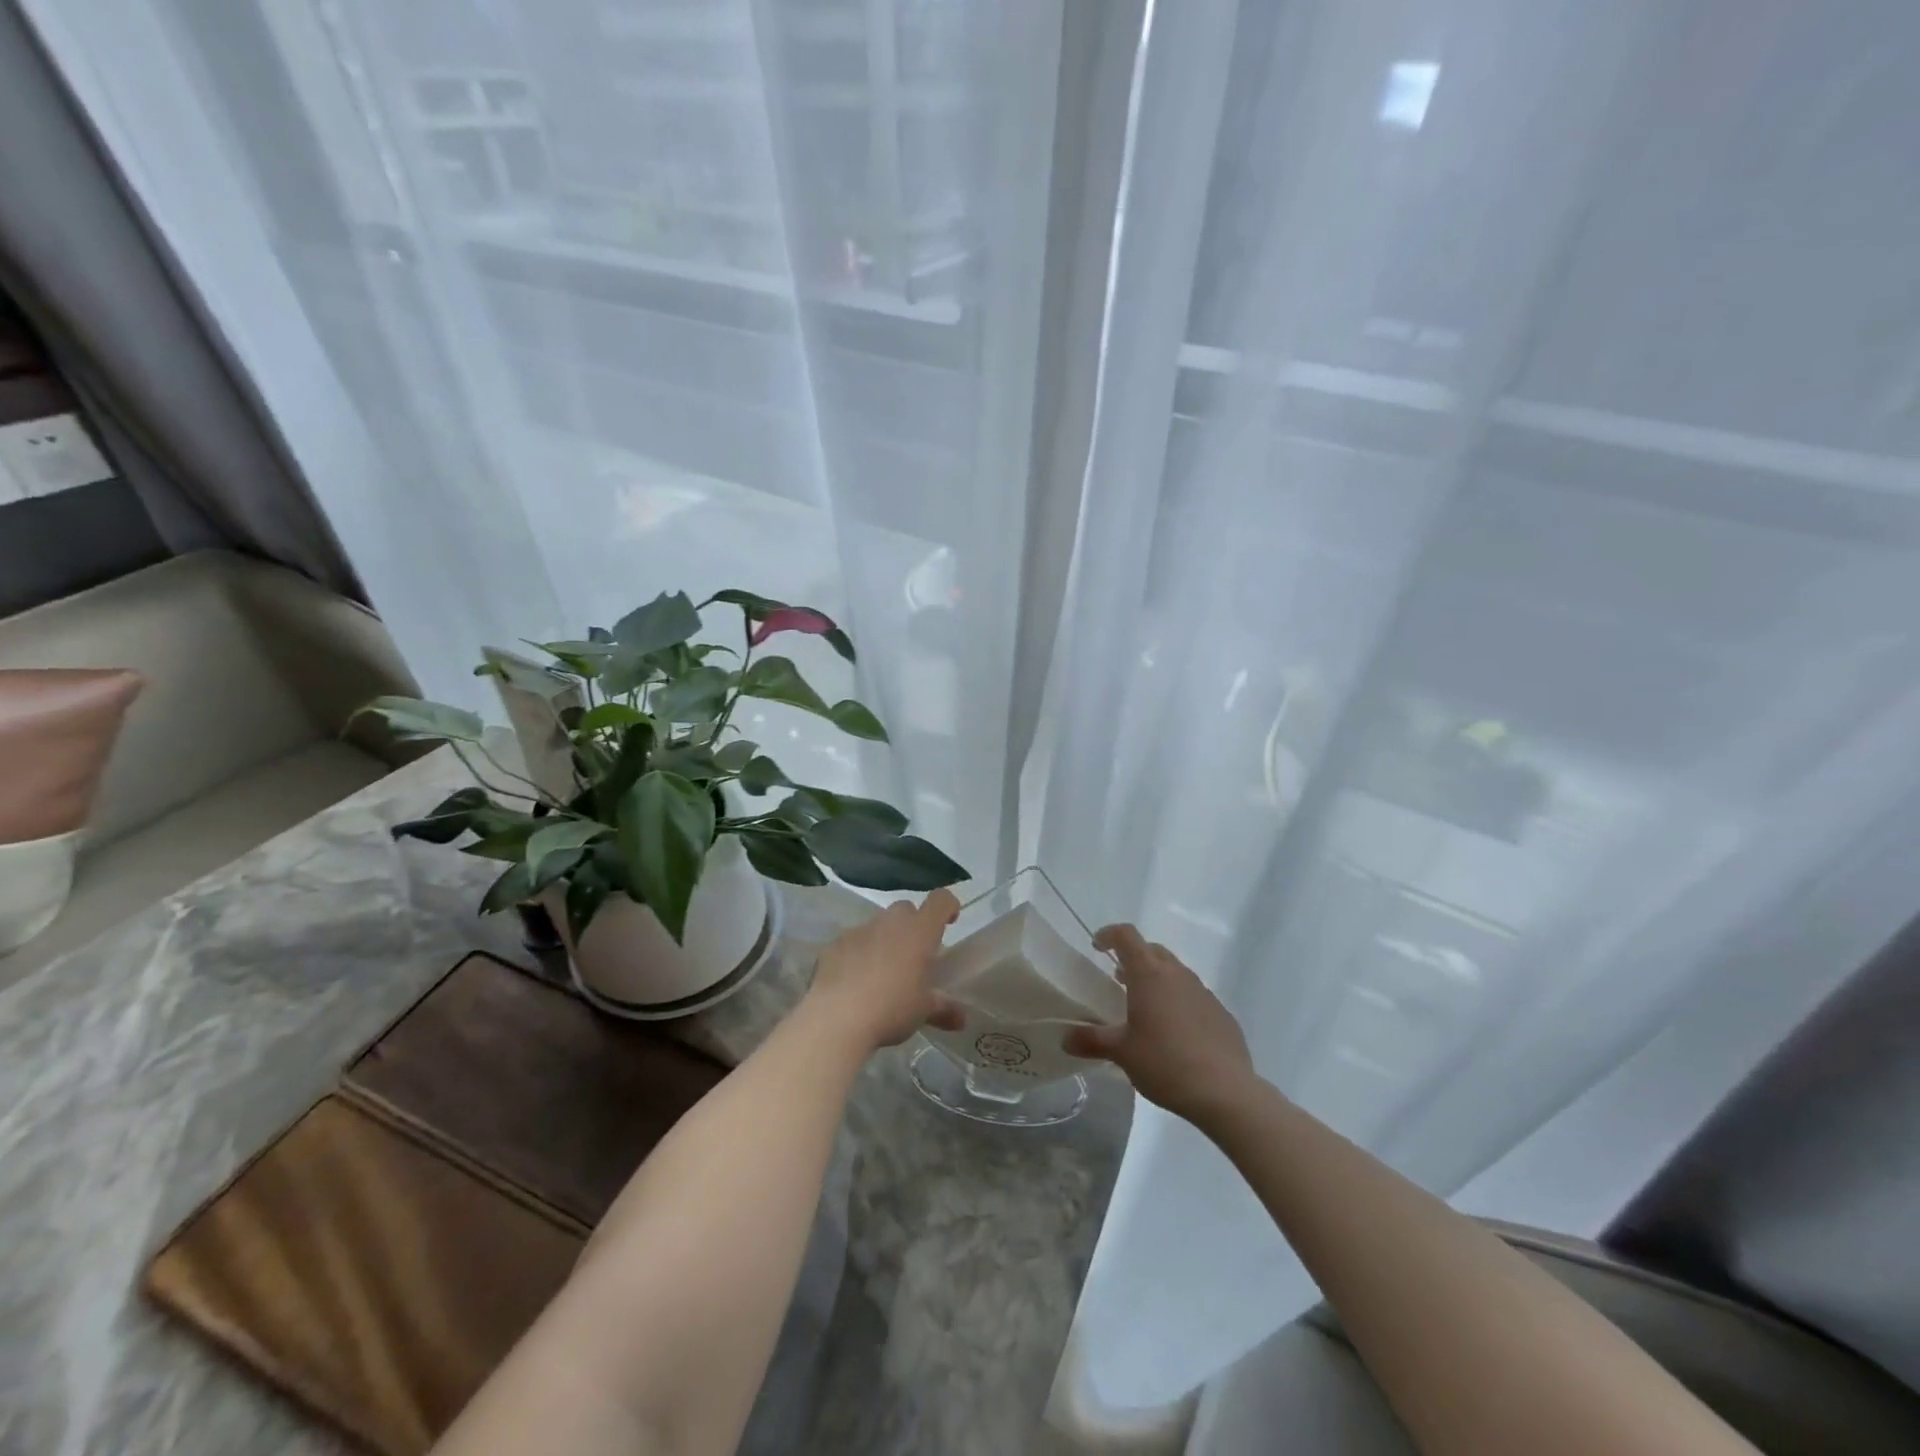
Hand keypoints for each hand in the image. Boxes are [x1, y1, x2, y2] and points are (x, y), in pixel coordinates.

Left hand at [804, 889, 965, 1050]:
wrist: (837, 1018)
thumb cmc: (892, 1009)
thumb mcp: (923, 1011)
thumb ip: (944, 1009)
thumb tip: (962, 1019)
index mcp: (919, 931)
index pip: (940, 900)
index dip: (948, 907)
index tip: (950, 922)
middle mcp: (890, 922)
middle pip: (906, 909)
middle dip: (913, 926)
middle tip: (914, 956)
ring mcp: (859, 930)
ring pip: (877, 925)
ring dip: (884, 940)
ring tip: (882, 973)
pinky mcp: (834, 944)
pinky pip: (852, 942)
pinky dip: (857, 954)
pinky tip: (853, 981)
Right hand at [1063, 926, 1257, 1125]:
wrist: (1225, 1092)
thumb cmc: (1165, 1063)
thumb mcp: (1121, 1053)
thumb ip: (1092, 1041)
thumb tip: (1065, 1039)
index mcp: (1149, 974)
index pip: (1127, 936)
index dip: (1109, 935)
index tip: (1097, 946)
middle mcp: (1178, 975)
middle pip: (1152, 950)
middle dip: (1134, 958)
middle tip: (1119, 980)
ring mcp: (1203, 992)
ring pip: (1176, 973)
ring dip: (1157, 981)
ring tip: (1145, 1009)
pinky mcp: (1221, 1014)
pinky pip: (1194, 997)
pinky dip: (1179, 1003)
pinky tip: (1175, 1034)